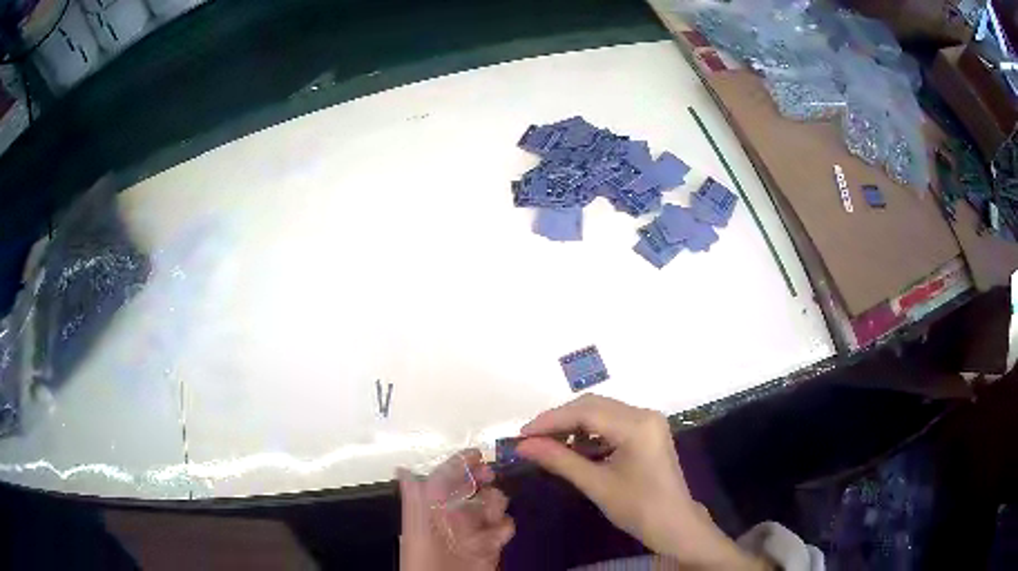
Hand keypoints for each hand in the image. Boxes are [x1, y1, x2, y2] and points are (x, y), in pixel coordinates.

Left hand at [398, 449, 514, 570]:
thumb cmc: (424, 555)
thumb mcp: (416, 523)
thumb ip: (414, 496)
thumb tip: (403, 468)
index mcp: (433, 506)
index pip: (447, 476)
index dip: (461, 463)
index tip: (477, 454)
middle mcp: (453, 514)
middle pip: (474, 486)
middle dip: (483, 479)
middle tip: (488, 477)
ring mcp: (473, 530)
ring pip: (493, 504)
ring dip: (495, 504)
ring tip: (489, 516)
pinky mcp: (490, 545)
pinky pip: (505, 527)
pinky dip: (504, 528)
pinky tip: (494, 536)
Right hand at [516, 395, 764, 569]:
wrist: (674, 524)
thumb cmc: (638, 508)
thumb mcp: (596, 484)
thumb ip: (559, 460)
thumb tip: (522, 446)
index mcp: (637, 425)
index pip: (586, 412)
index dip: (550, 421)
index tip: (522, 434)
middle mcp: (644, 414)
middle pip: (593, 406)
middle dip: (560, 420)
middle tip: (531, 439)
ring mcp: (648, 421)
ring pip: (601, 412)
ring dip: (573, 425)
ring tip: (547, 444)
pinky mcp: (647, 431)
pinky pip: (612, 422)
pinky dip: (589, 432)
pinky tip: (573, 447)